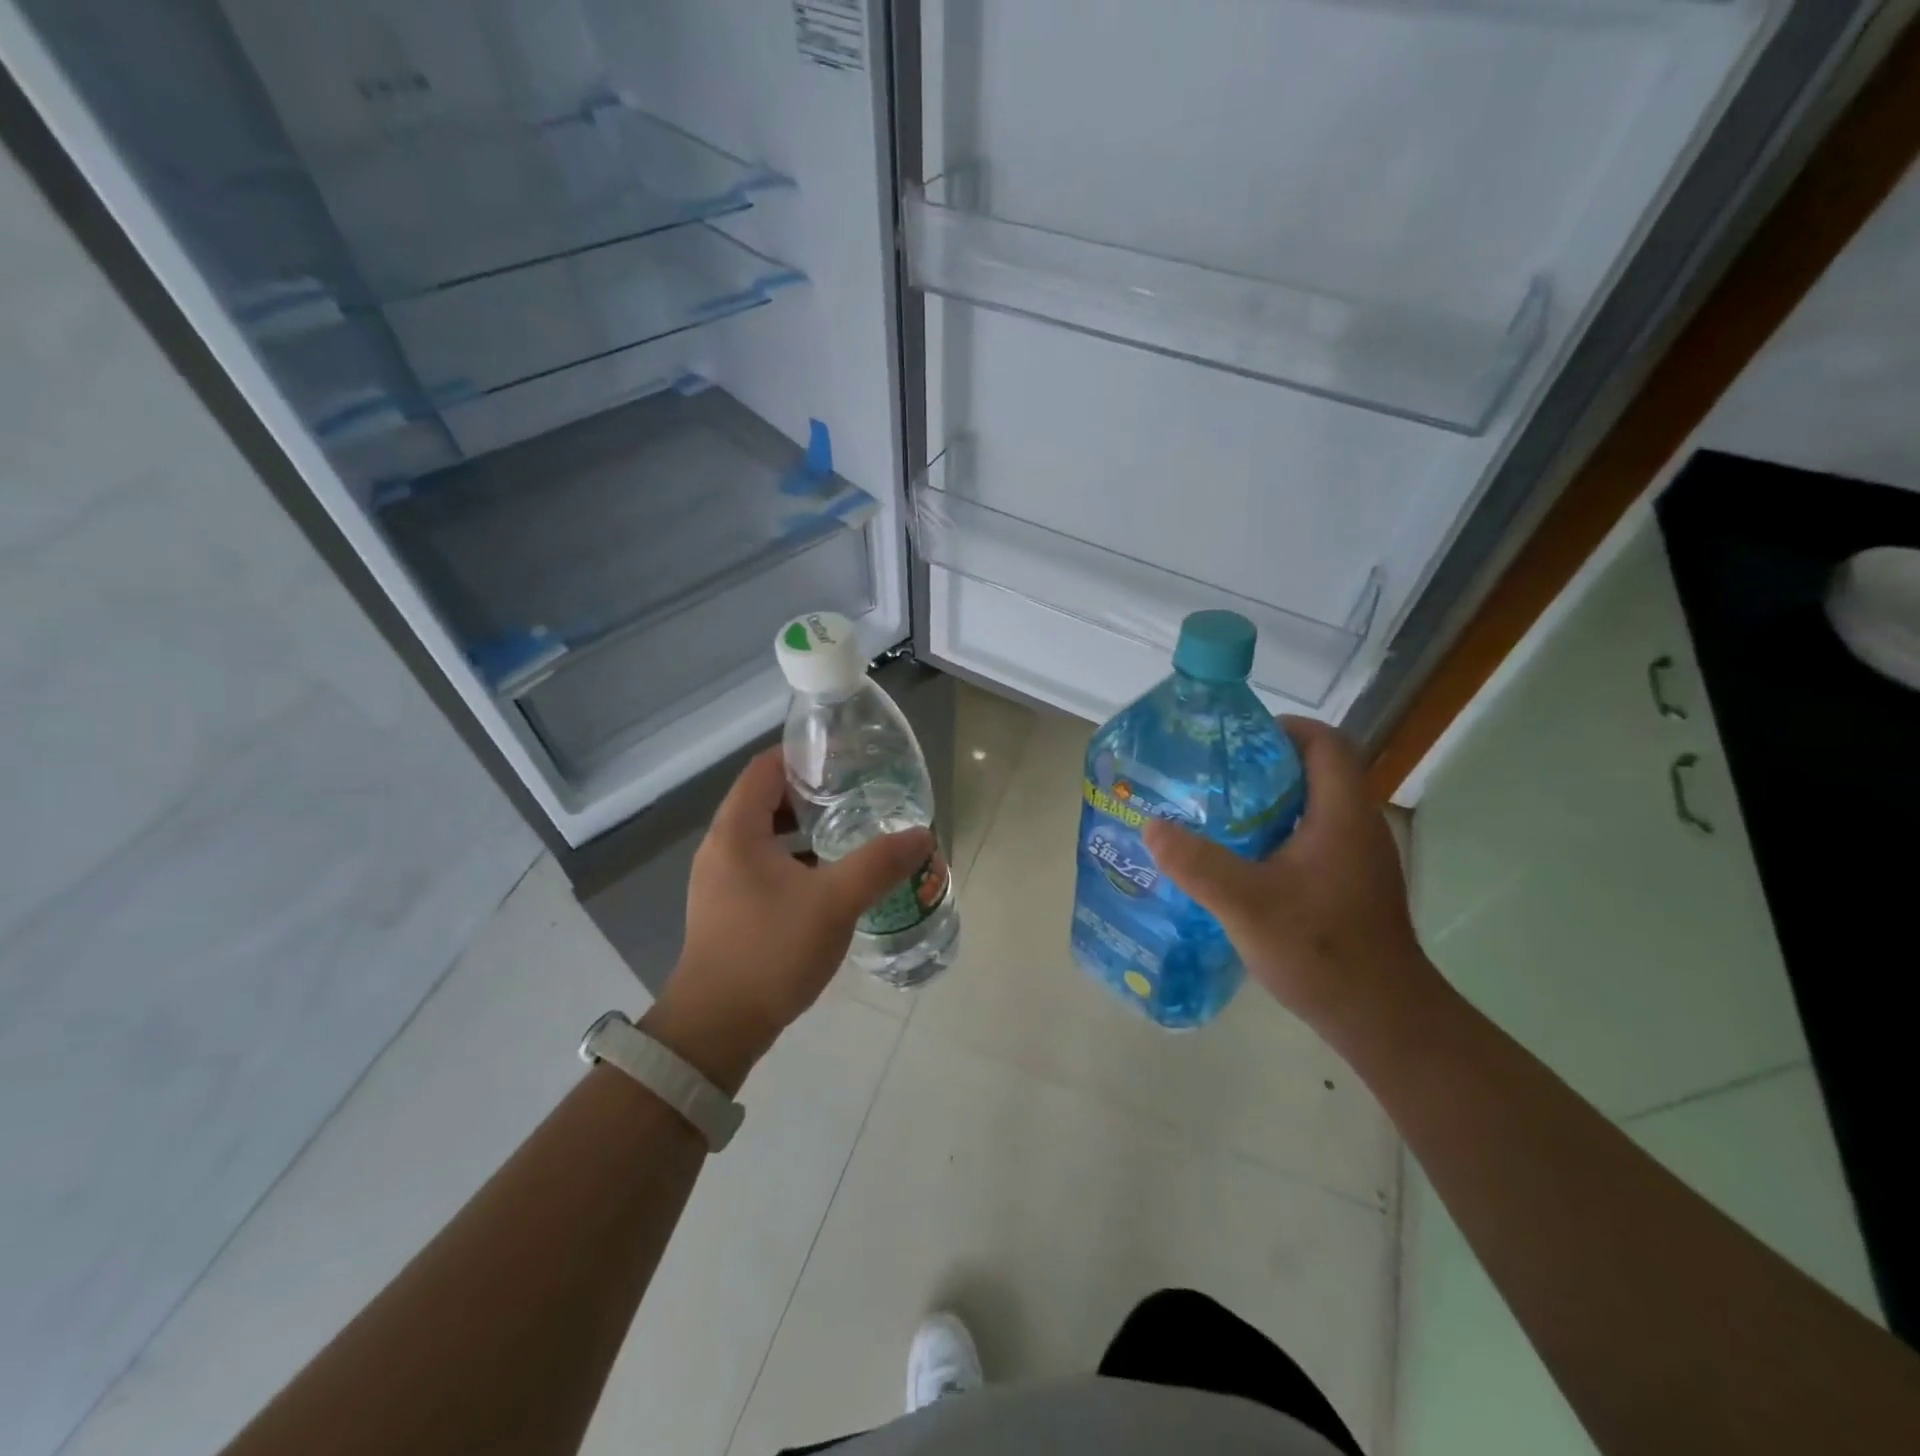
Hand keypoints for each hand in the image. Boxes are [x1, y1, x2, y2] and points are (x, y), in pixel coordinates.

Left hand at [642, 747, 933, 1092]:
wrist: (717, 1028)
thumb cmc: (769, 952)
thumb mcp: (833, 903)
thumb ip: (879, 864)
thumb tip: (922, 834)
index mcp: (736, 831)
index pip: (766, 768)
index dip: (804, 755)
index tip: (846, 758)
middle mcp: (721, 847)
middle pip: (766, 799)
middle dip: (811, 792)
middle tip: (857, 794)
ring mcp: (721, 880)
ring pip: (765, 835)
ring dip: (804, 828)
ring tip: (850, 830)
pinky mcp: (728, 907)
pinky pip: (764, 864)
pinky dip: (795, 859)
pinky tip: (829, 877)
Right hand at [1141, 717, 1441, 1049]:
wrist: (1380, 1018)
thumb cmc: (1321, 950)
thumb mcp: (1247, 905)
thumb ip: (1198, 863)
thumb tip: (1152, 826)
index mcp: (1341, 814)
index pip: (1326, 742)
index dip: (1283, 729)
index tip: (1235, 742)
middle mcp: (1356, 826)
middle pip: (1315, 771)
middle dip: (1262, 766)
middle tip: (1211, 779)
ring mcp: (1356, 857)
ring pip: (1311, 807)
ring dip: (1267, 803)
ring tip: (1215, 816)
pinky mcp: (1349, 883)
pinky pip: (1310, 838)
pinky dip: (1275, 835)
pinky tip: (1239, 862)